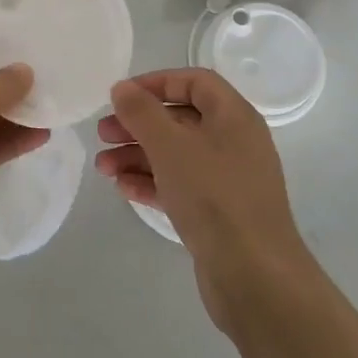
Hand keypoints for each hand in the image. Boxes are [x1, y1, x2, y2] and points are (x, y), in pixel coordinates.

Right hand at [96, 68, 316, 332]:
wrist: (255, 276)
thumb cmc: (213, 196)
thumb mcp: (171, 146)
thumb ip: (142, 113)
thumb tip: (122, 88)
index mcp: (234, 116)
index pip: (195, 81)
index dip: (156, 82)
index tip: (121, 95)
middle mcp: (234, 142)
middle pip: (181, 119)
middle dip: (139, 124)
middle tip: (103, 134)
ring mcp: (228, 179)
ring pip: (177, 155)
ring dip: (138, 156)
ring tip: (103, 167)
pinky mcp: (219, 213)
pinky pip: (181, 185)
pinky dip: (152, 182)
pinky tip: (123, 189)